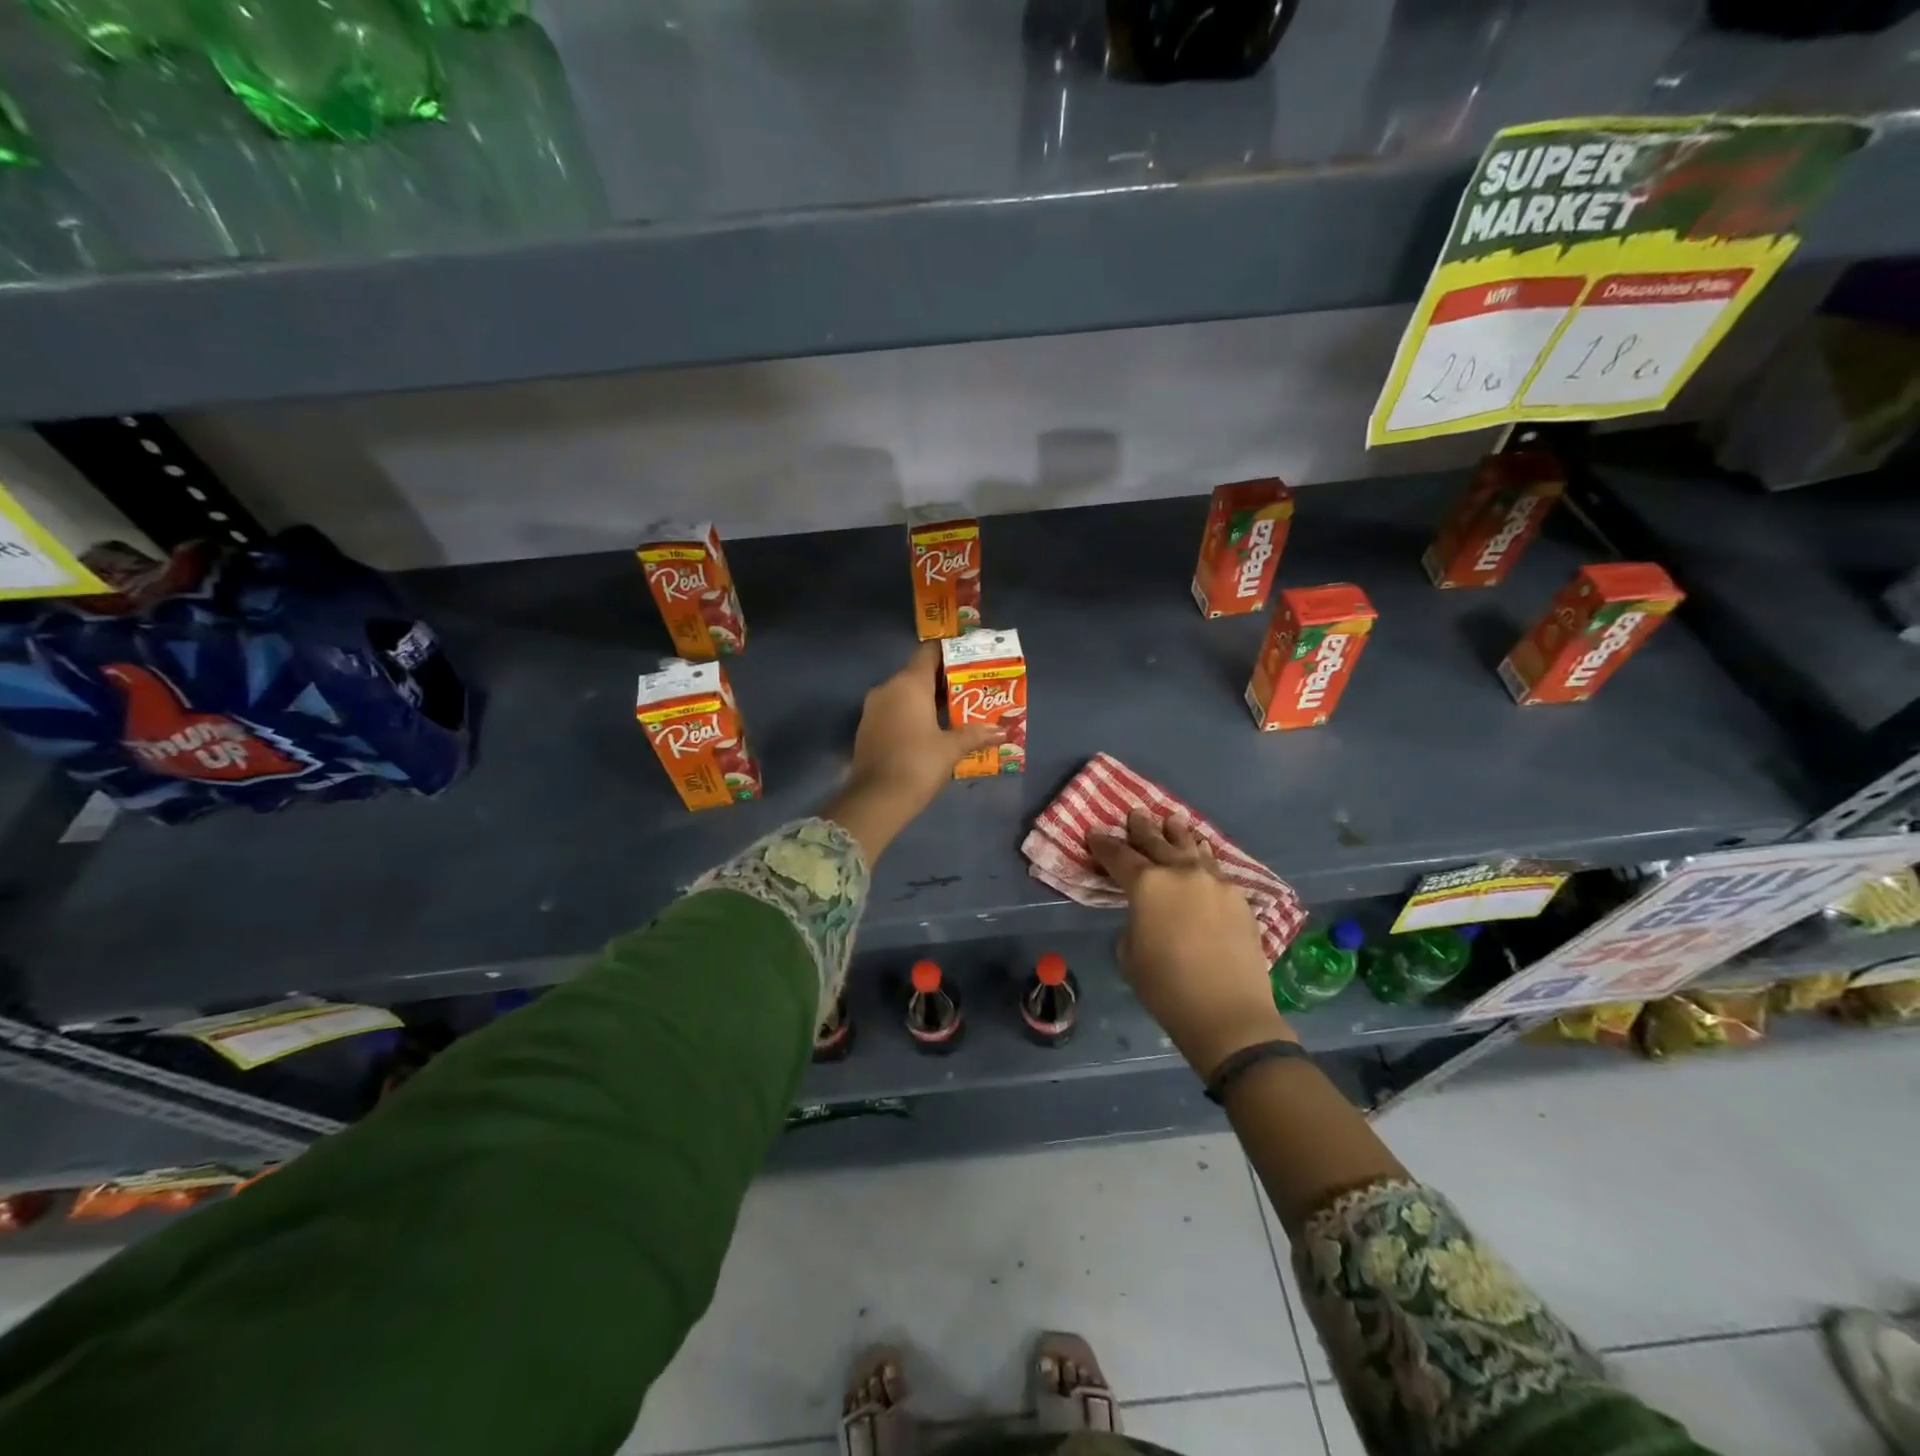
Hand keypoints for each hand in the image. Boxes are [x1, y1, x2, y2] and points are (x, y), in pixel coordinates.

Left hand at [824, 643, 1002, 863]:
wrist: (876, 799)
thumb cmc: (918, 764)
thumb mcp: (951, 748)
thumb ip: (976, 734)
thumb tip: (1002, 731)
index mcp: (909, 683)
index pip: (929, 652)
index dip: (951, 653)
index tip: (970, 661)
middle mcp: (888, 688)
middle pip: (918, 673)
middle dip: (944, 681)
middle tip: (971, 691)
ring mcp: (874, 708)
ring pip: (905, 693)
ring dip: (928, 700)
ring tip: (956, 712)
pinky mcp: (868, 728)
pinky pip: (895, 710)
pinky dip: (913, 714)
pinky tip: (932, 730)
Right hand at [1089, 809, 1294, 1079]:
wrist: (1228, 1013)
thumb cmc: (1166, 987)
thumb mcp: (1130, 952)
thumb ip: (1135, 920)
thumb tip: (1148, 912)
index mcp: (1147, 884)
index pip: (1119, 856)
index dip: (1104, 844)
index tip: (1095, 833)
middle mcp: (1181, 872)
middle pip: (1157, 842)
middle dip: (1143, 828)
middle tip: (1135, 813)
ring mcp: (1214, 882)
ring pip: (1192, 848)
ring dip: (1178, 834)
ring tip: (1172, 820)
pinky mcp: (1238, 898)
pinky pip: (1215, 867)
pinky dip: (1204, 856)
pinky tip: (1203, 852)